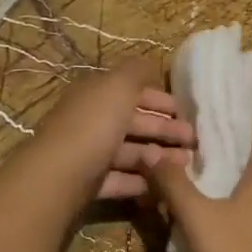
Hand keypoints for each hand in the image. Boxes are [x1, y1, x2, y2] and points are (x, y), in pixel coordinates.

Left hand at [32, 59, 194, 200]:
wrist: (58, 177)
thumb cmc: (94, 124)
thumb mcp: (119, 86)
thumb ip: (138, 71)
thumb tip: (150, 65)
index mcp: (95, 94)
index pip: (131, 92)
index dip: (160, 100)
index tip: (187, 113)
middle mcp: (90, 121)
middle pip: (133, 123)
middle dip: (165, 130)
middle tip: (194, 141)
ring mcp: (88, 154)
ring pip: (129, 153)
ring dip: (158, 157)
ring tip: (186, 165)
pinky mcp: (87, 184)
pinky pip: (120, 180)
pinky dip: (141, 182)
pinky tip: (163, 186)